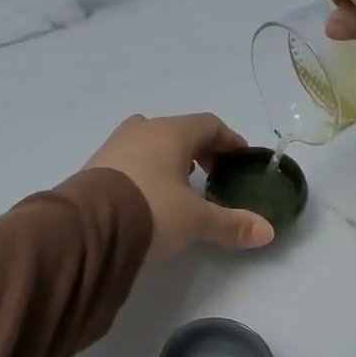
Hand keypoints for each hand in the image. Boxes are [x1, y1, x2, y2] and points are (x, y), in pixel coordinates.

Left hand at [81, 113, 276, 259]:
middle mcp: (143, 130)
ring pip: (151, 142)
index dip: (229, 140)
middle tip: (213, 173)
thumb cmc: (151, 209)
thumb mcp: (196, 220)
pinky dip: (147, 169)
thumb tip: (268, 232)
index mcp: (171, 132)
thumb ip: (231, 224)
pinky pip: (130, 159)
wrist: (87, 226)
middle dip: (200, 149)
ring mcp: (115, 145)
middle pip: (179, 131)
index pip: (209, 124)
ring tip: (181, 184)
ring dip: (170, 158)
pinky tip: (149, 194)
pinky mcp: (95, 165)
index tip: (240, 157)